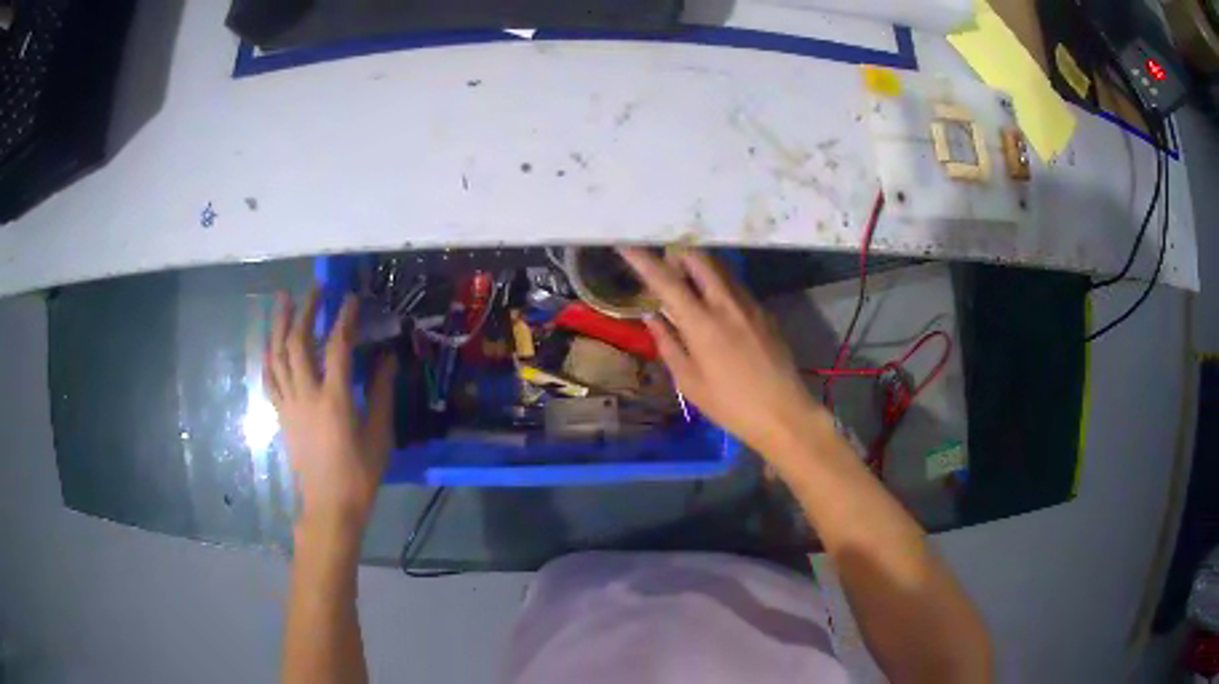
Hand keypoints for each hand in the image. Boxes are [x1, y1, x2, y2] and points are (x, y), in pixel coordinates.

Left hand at [265, 289, 397, 536]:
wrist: (330, 505)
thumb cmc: (360, 473)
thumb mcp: (379, 435)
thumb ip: (381, 393)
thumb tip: (386, 358)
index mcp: (335, 399)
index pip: (337, 346)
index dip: (343, 318)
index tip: (349, 298)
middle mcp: (306, 395)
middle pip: (298, 343)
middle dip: (304, 311)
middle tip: (313, 290)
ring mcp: (289, 405)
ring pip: (277, 356)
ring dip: (279, 325)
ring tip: (282, 300)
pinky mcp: (281, 416)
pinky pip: (269, 379)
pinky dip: (269, 356)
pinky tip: (271, 344)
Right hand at [618, 247, 826, 454]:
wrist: (784, 412)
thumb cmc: (730, 405)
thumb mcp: (689, 382)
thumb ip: (668, 345)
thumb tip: (652, 317)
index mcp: (702, 323)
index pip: (666, 281)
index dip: (642, 260)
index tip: (626, 245)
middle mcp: (726, 303)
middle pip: (699, 258)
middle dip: (676, 253)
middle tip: (663, 266)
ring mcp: (749, 304)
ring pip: (719, 268)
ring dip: (698, 267)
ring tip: (685, 283)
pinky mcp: (764, 312)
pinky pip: (734, 285)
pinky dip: (717, 284)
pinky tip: (712, 305)